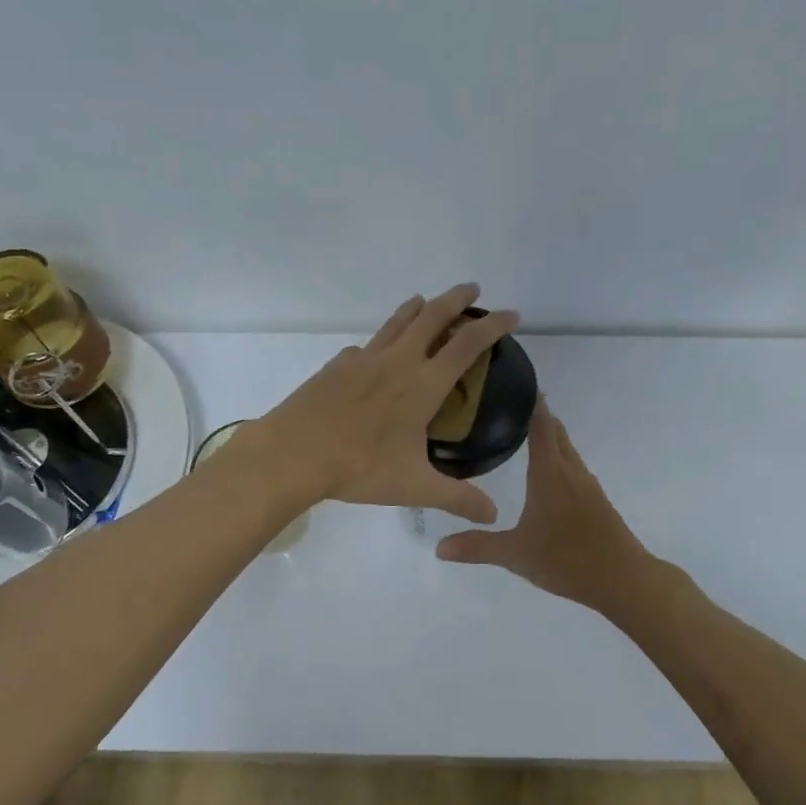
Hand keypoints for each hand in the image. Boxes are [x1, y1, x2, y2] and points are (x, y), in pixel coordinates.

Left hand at [252, 285, 520, 521]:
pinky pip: (365, 347)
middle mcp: (397, 362)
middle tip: (472, 289)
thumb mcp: (414, 487)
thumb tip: (493, 515)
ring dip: (417, 308)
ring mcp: (363, 359)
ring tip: (426, 301)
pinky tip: (373, 355)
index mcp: (423, 385)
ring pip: (396, 322)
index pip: (467, 344)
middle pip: (432, 316)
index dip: (493, 326)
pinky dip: (380, 342)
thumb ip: (457, 498)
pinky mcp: (337, 366)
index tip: (511, 314)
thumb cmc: (359, 467)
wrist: (294, 452)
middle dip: (456, 299)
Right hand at [436, 399, 648, 609]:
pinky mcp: (598, 501)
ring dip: (551, 438)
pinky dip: (560, 459)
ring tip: (527, 434)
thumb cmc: (566, 558)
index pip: (541, 426)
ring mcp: (588, 485)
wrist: (623, 579)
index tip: (519, 382)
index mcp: (550, 473)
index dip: (532, 403)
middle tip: (512, 406)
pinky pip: (575, 468)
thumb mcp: (515, 554)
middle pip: (556, 432)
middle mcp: (571, 471)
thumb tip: (438, 547)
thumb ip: (477, 547)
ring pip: (568, 450)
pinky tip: (549, 475)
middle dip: (539, 416)